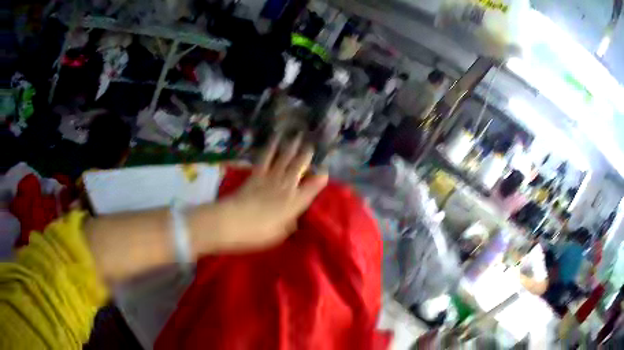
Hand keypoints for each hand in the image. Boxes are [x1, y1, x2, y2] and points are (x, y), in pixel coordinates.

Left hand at [210, 135, 327, 251]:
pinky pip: (265, 158)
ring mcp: (270, 178)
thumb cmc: (258, 233)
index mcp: (294, 203)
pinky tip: (273, 140)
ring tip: (296, 136)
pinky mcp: (255, 174)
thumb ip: (289, 224)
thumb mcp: (279, 234)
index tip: (324, 172)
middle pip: (298, 167)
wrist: (232, 221)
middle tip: (311, 145)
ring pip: (284, 158)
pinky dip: (270, 148)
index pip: (311, 188)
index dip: (320, 180)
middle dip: (306, 156)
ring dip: (291, 147)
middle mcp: (285, 186)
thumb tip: (293, 219)